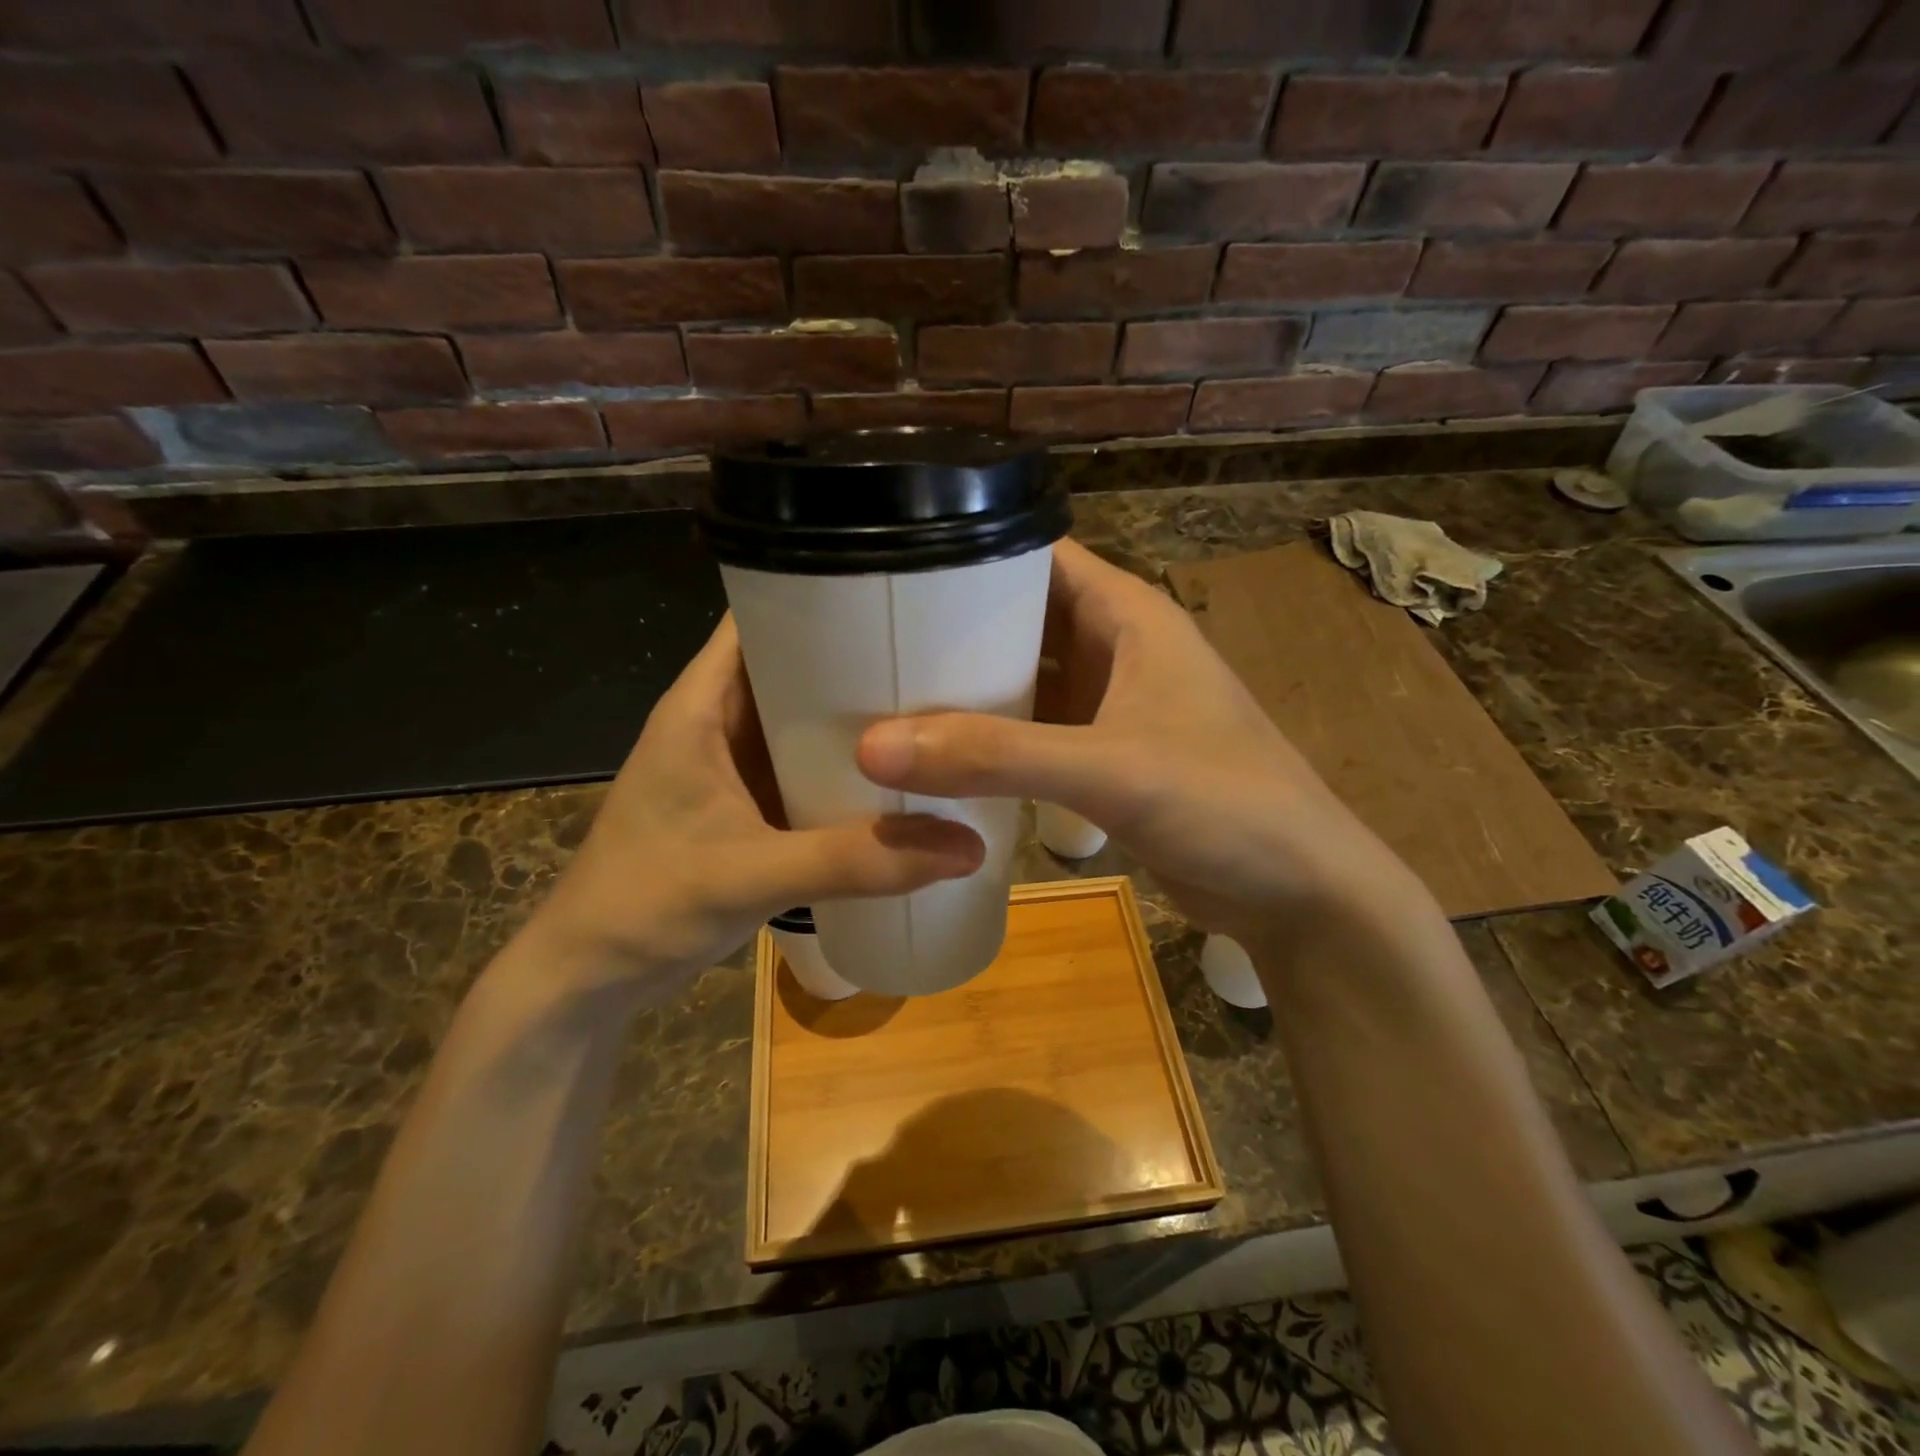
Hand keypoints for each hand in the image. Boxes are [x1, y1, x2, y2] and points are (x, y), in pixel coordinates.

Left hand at [528, 616, 983, 994]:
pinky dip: (847, 765)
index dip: (823, 592)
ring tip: (936, 705)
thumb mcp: (752, 876)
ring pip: (806, 718)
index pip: (763, 615)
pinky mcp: (748, 804)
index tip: (896, 591)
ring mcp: (735, 765)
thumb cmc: (644, 904)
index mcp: (702, 705)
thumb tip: (967, 848)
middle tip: (942, 656)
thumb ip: (856, 861)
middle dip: (860, 657)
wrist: (590, 978)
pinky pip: (807, 765)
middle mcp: (720, 721)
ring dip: (858, 716)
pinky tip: (900, 774)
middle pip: (796, 663)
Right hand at [856, 540, 1420, 949]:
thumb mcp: (1108, 769)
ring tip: (887, 693)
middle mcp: (1116, 648)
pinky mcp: (1104, 757)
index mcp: (1127, 614)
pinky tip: (939, 754)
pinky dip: (992, 737)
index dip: (966, 553)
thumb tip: (873, 746)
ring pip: (1024, 677)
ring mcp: (1111, 705)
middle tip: (872, 644)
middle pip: (1019, 618)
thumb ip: (994, 756)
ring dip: (968, 688)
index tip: (890, 573)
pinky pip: (1034, 730)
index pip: (1035, 555)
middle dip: (953, 628)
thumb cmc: (1223, 802)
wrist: (1297, 891)